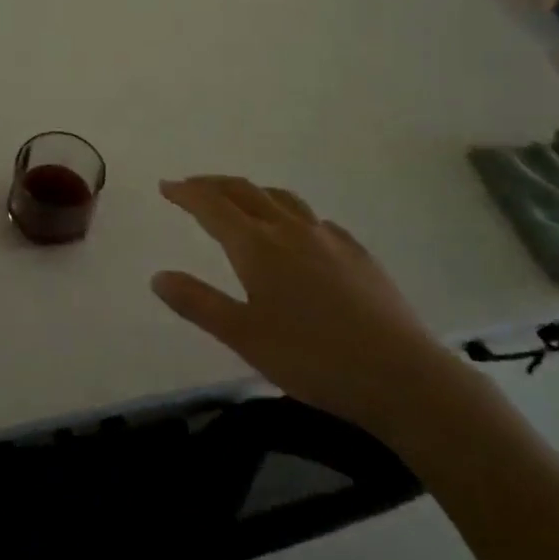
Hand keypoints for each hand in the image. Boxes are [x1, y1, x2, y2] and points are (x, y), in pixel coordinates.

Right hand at [152, 175, 463, 442]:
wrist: (401, 375)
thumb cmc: (313, 358)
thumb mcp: (244, 336)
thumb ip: (198, 303)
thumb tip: (157, 276)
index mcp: (258, 246)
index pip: (213, 206)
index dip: (187, 193)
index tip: (166, 186)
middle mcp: (290, 229)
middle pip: (245, 192)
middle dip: (214, 185)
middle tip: (192, 186)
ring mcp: (329, 238)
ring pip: (282, 199)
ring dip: (252, 192)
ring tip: (240, 200)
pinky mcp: (358, 253)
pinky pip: (315, 219)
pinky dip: (291, 214)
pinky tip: (299, 232)